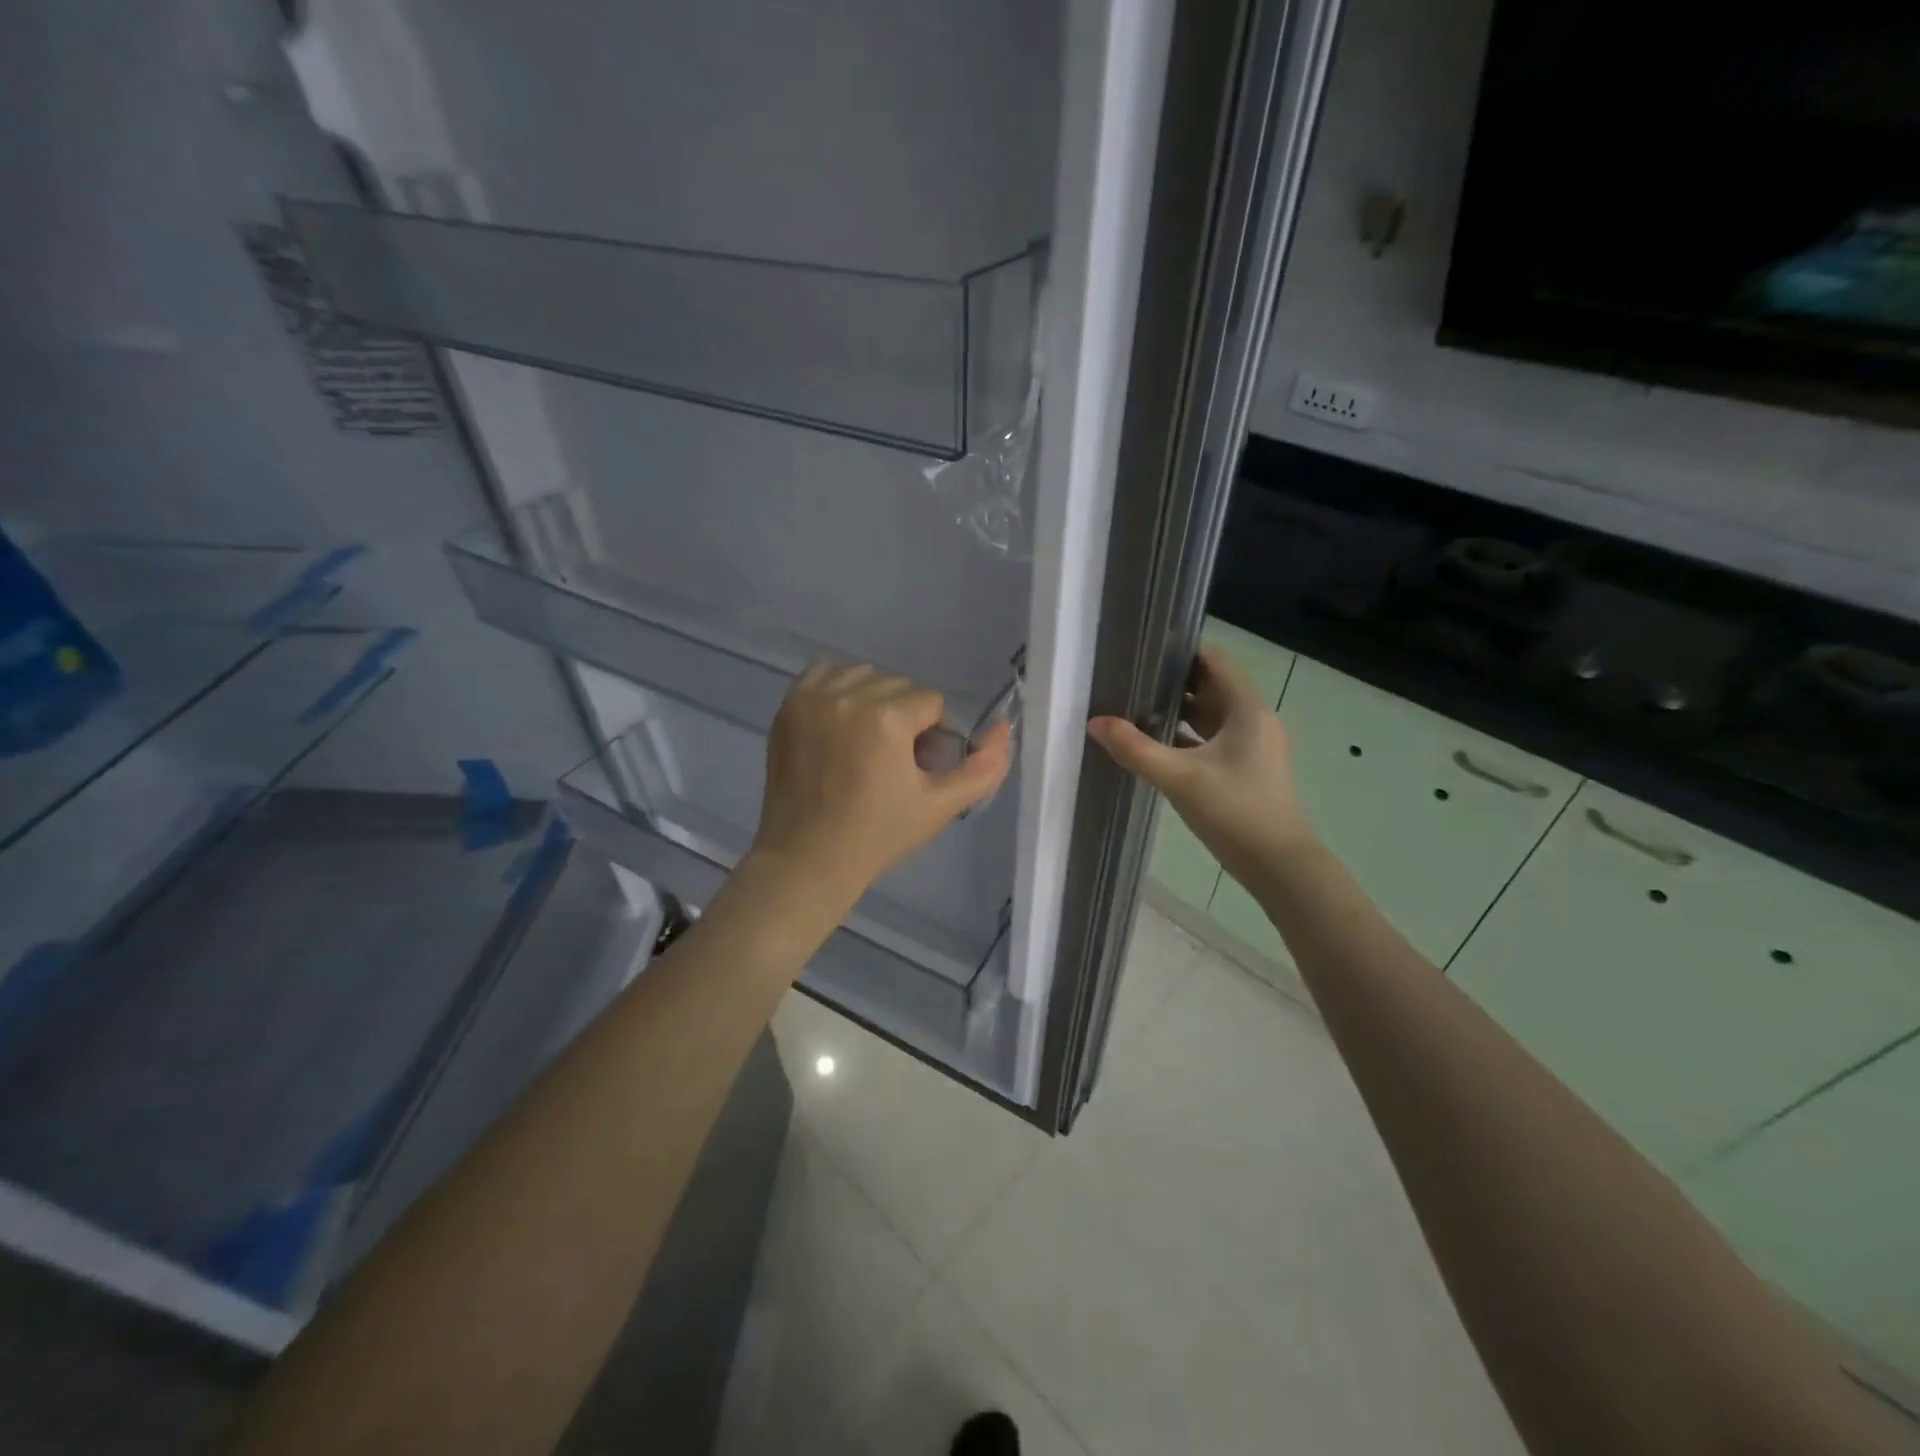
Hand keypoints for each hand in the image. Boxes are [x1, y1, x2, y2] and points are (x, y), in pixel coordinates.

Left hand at [750, 663, 1013, 907]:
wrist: (808, 857)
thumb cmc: (878, 834)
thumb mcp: (941, 805)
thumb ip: (984, 766)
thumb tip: (1004, 726)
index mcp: (887, 717)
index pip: (931, 703)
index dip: (932, 737)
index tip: (916, 769)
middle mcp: (849, 696)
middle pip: (899, 687)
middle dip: (905, 718)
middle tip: (892, 762)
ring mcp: (813, 698)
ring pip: (864, 676)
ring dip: (873, 700)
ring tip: (865, 743)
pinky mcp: (788, 706)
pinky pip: (824, 673)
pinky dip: (838, 688)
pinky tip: (839, 722)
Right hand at [1087, 642, 1314, 882]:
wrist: (1279, 866)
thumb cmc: (1235, 812)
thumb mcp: (1179, 778)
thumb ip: (1135, 749)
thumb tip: (1095, 722)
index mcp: (1247, 709)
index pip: (1215, 661)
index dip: (1181, 651)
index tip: (1144, 649)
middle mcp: (1254, 720)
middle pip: (1212, 686)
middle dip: (1173, 681)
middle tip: (1131, 677)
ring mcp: (1253, 746)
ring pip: (1212, 715)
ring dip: (1179, 709)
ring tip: (1136, 706)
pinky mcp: (1247, 768)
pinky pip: (1214, 739)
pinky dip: (1188, 735)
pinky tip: (1157, 744)